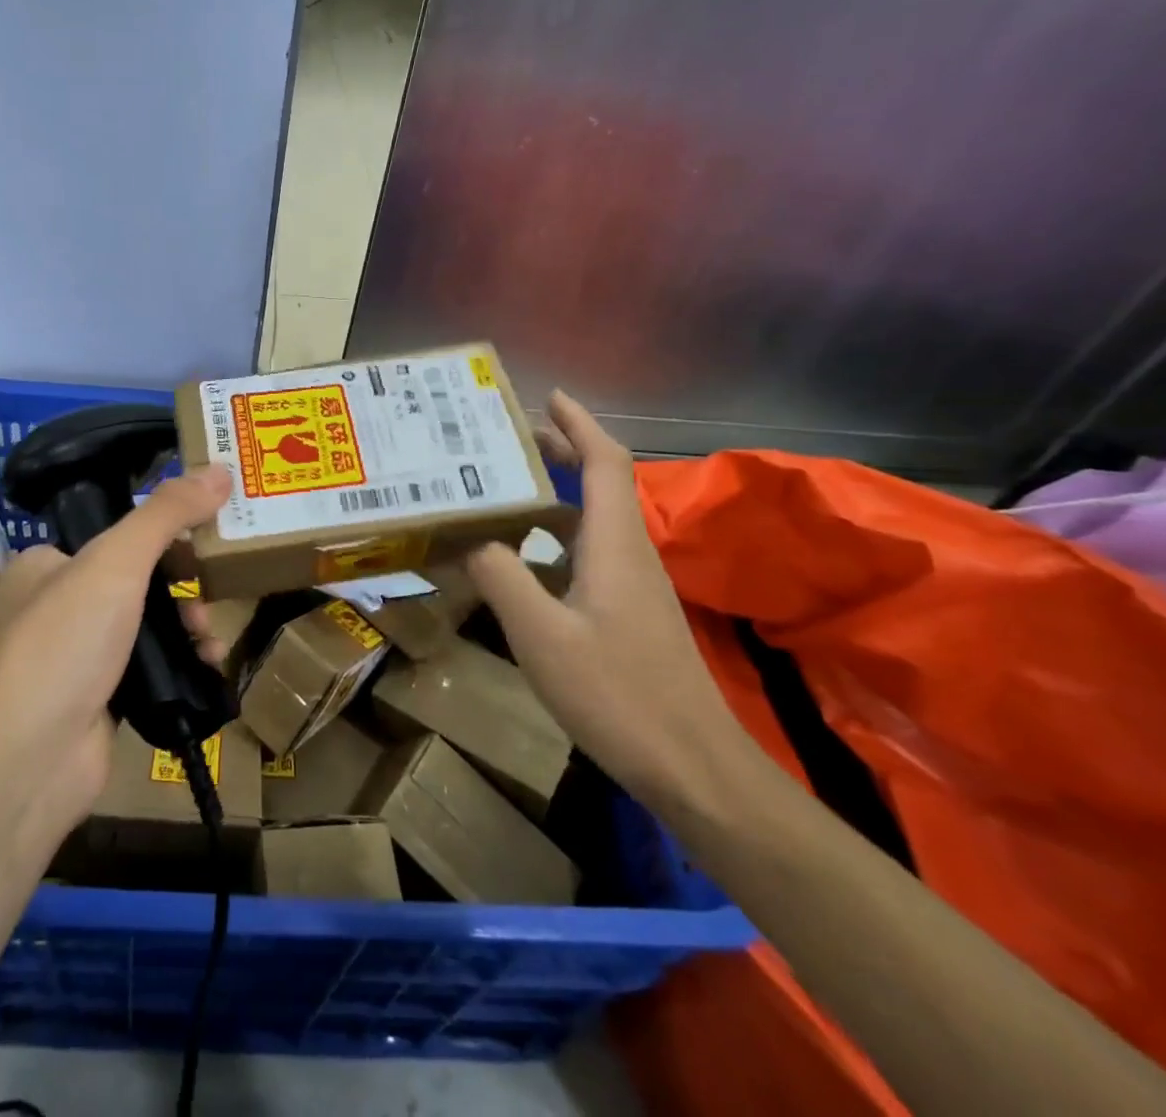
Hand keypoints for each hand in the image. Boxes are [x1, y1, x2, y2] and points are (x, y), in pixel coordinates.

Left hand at [0, 465, 232, 843]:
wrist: (24, 764)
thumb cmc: (63, 645)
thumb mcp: (116, 562)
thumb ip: (167, 513)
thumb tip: (220, 469)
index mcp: (47, 563)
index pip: (117, 532)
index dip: (166, 530)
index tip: (211, 532)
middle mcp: (58, 605)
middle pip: (138, 578)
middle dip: (183, 583)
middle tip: (213, 590)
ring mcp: (77, 656)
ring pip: (149, 625)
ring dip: (188, 625)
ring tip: (211, 637)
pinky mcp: (100, 700)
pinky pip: (152, 668)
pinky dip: (182, 664)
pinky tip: (208, 667)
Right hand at [466, 391, 748, 810]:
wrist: (694, 769)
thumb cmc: (618, 695)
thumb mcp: (541, 635)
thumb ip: (501, 578)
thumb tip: (471, 536)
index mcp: (613, 545)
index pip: (605, 463)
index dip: (579, 424)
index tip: (548, 396)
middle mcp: (630, 554)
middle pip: (602, 483)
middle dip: (563, 451)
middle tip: (510, 439)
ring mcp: (635, 586)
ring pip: (595, 519)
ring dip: (557, 493)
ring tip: (507, 489)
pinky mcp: (632, 615)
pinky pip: (591, 553)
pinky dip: (559, 536)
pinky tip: (526, 559)